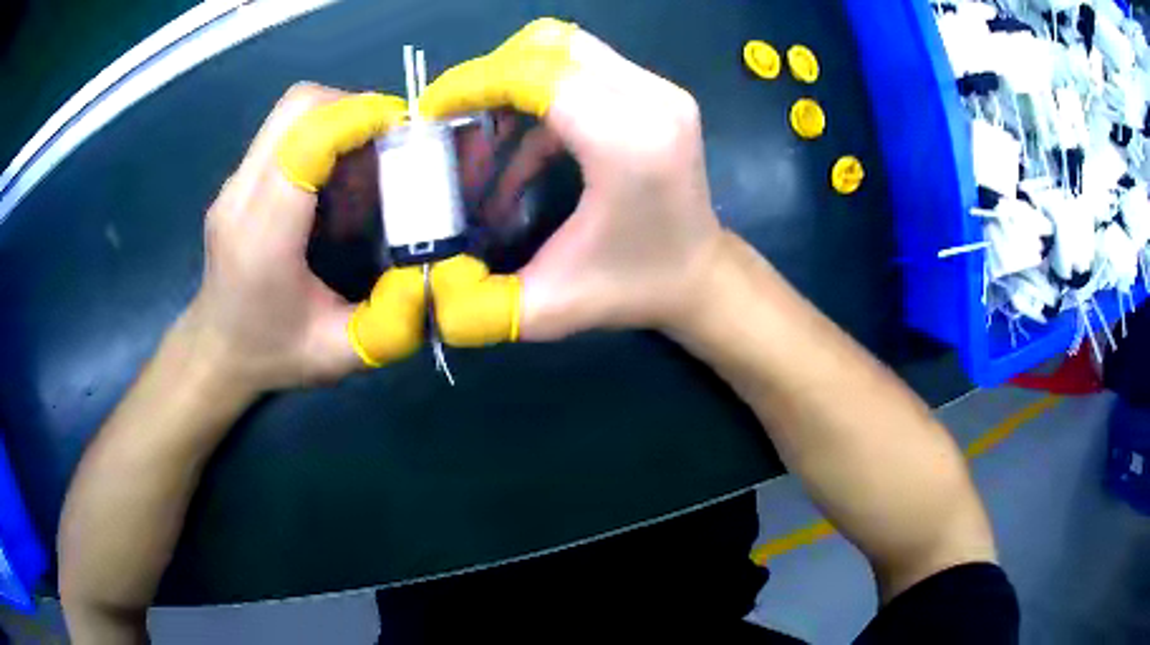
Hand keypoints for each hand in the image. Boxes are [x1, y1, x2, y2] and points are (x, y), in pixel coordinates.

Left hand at [184, 83, 422, 391]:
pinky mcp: (238, 178)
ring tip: (370, 147)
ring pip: (289, 110)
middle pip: (296, 107)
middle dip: (352, 106)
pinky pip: (282, 128)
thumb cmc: (273, 354)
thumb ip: (392, 320)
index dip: (358, 118)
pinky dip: (320, 127)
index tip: (406, 129)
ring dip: (338, 112)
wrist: (216, 351)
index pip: (305, 142)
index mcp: (262, 238)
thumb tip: (439, 271)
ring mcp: (233, 183)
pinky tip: (340, 164)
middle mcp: (240, 197)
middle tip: (391, 136)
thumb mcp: (339, 354)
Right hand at [421, 18, 724, 341]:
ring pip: (567, 49)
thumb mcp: (548, 309)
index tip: (433, 111)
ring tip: (490, 136)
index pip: (538, 76)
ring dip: (516, 82)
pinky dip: (543, 93)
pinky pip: (586, 66)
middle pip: (550, 47)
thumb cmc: (632, 290)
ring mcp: (661, 90)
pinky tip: (528, 145)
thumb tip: (425, 285)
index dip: (476, 83)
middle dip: (492, 77)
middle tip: (459, 120)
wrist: (700, 277)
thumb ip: (479, 305)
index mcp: (629, 143)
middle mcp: (652, 101)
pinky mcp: (660, 92)